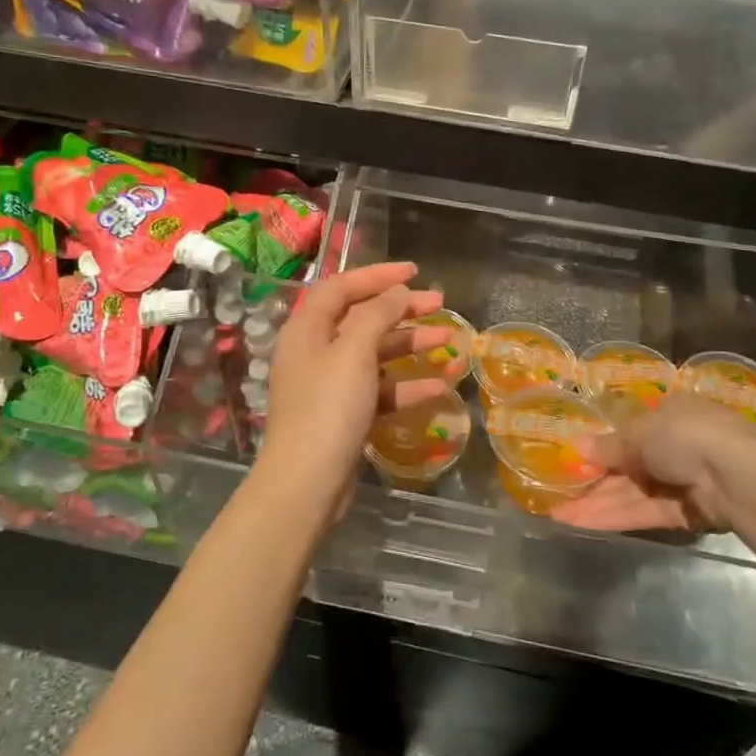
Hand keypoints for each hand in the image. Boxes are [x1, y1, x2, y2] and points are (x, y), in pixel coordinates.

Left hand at [255, 262, 451, 515]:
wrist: (307, 484)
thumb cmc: (328, 408)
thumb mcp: (354, 352)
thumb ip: (377, 315)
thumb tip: (396, 291)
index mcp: (307, 329)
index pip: (342, 287)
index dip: (377, 275)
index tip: (415, 272)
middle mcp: (315, 351)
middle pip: (361, 318)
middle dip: (401, 310)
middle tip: (440, 304)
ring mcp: (329, 385)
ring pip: (374, 354)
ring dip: (409, 346)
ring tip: (448, 340)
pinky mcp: (344, 415)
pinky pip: (378, 390)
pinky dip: (405, 386)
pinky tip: (438, 387)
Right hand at [551, 395, 755, 534]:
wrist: (738, 478)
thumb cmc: (686, 435)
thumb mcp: (639, 432)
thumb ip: (608, 445)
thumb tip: (577, 448)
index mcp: (669, 415)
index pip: (630, 431)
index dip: (600, 446)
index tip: (571, 458)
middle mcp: (676, 447)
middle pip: (626, 466)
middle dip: (592, 480)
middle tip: (555, 492)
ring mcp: (680, 482)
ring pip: (630, 493)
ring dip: (595, 502)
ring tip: (556, 514)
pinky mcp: (685, 514)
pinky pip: (643, 513)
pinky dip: (613, 517)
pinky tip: (580, 522)